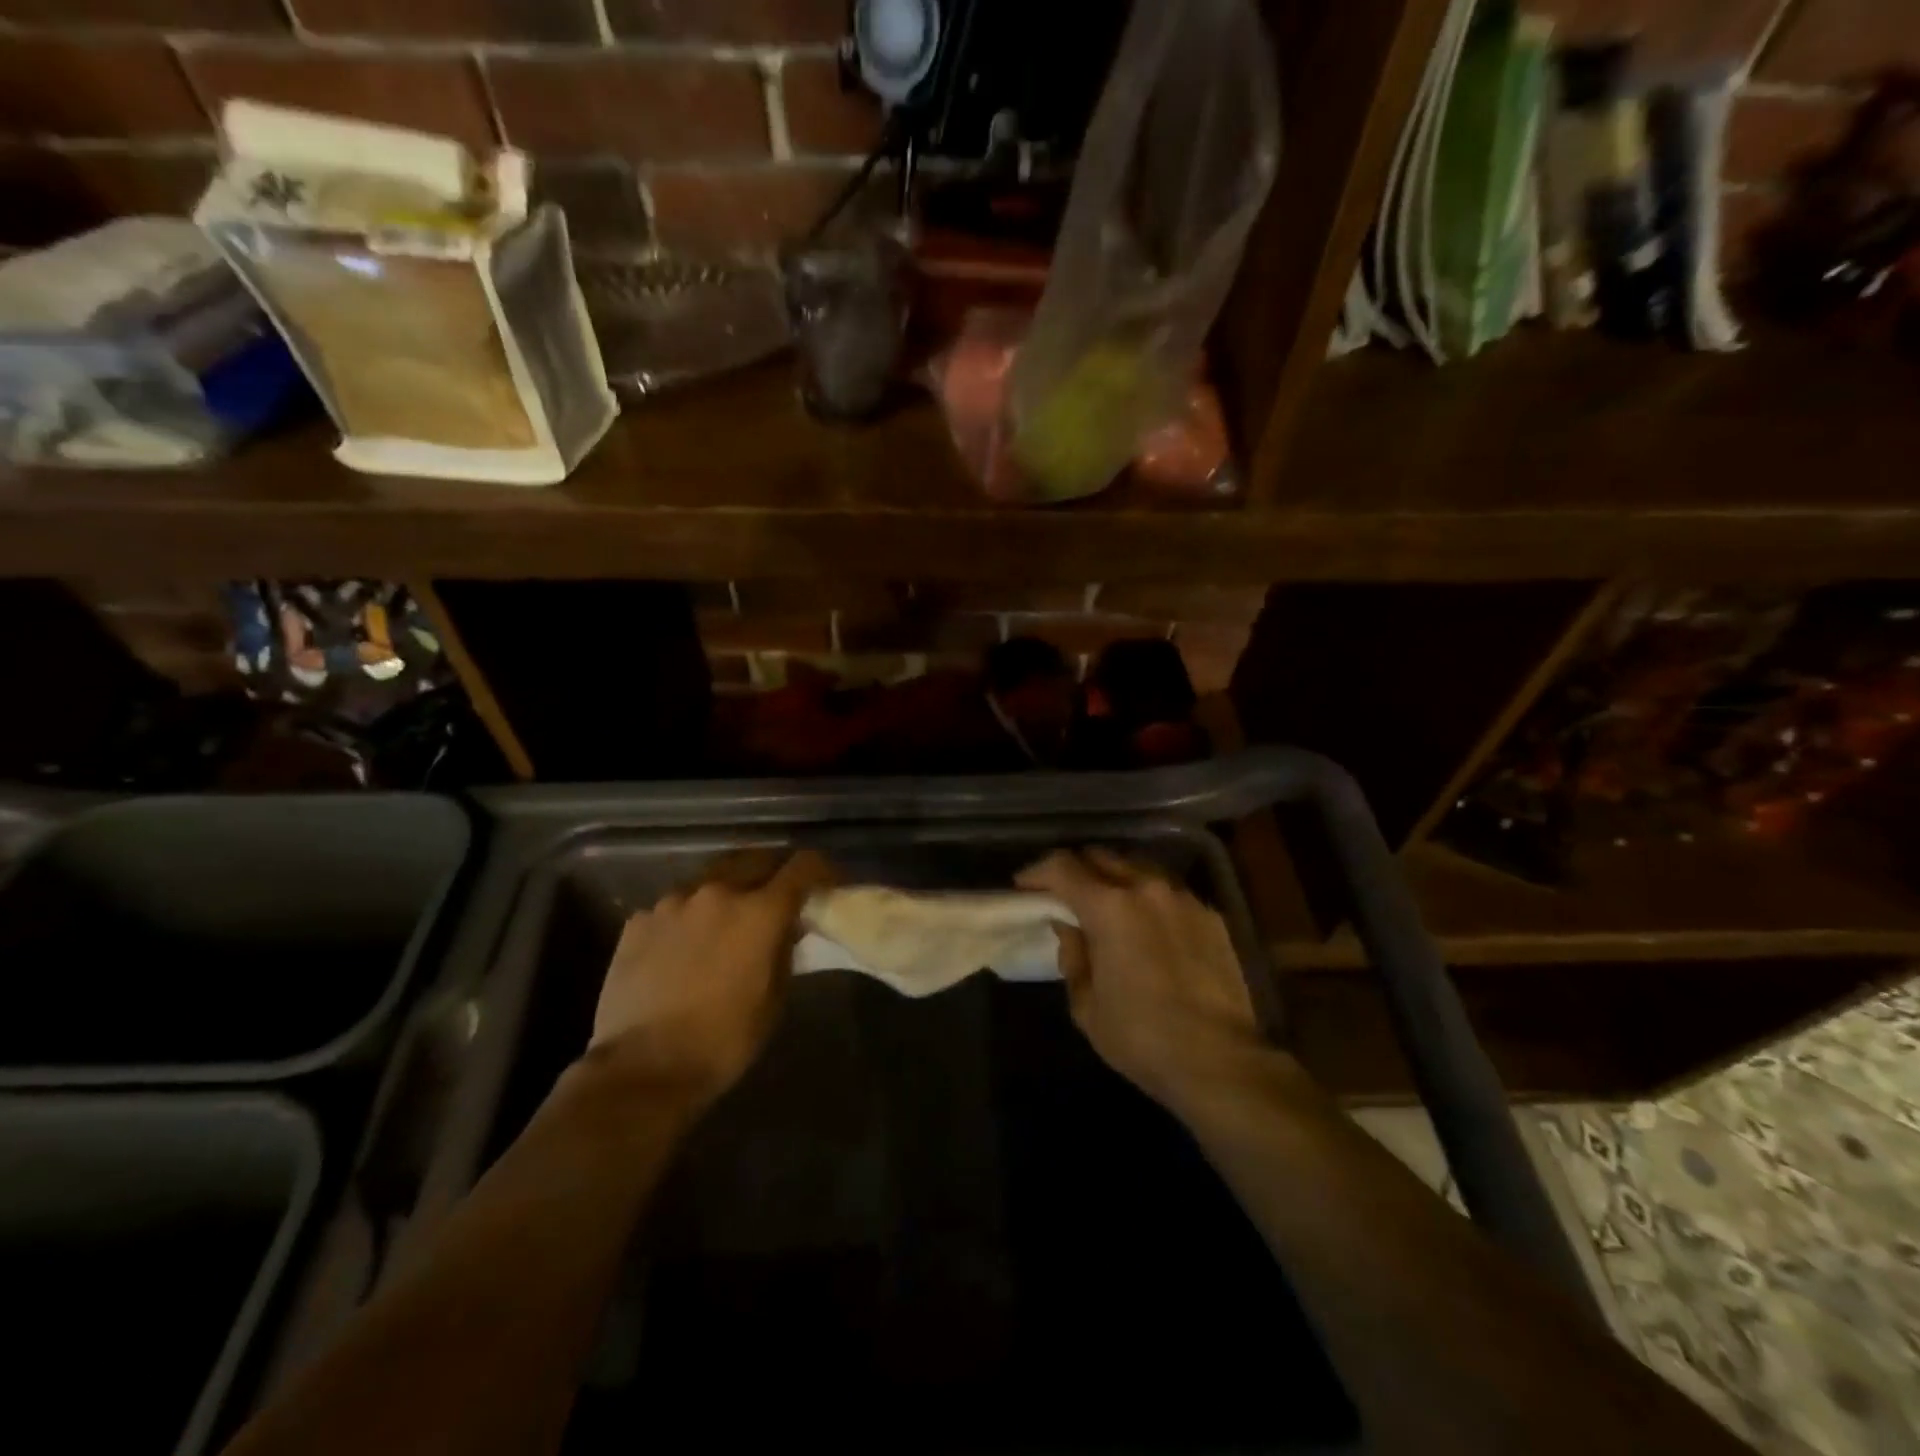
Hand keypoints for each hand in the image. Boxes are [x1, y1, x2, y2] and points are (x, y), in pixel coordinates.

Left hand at [588, 850, 832, 1107]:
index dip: (821, 870)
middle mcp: (717, 893)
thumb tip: (787, 927)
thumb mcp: (773, 998)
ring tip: (728, 921)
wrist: (641, 1069)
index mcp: (759, 912)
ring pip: (712, 878)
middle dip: (774, 871)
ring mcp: (672, 902)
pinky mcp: (639, 920)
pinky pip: (676, 905)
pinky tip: (685, 946)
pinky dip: (690, 916)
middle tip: (779, 896)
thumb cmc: (722, 1041)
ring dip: (728, 891)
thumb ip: (784, 950)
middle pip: (756, 858)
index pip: (803, 866)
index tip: (828, 883)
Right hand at [1018, 848, 1264, 1112]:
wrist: (1220, 1061)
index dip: (1037, 872)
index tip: (1024, 887)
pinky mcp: (1210, 916)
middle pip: (1101, 857)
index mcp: (1109, 907)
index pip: (1063, 867)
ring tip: (1106, 906)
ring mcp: (1183, 899)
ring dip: (1115, 879)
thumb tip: (1070, 929)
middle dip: (1076, 870)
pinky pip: (1169, 892)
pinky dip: (1148, 899)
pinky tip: (1147, 927)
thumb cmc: (1141, 1037)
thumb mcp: (1086, 1004)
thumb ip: (1073, 956)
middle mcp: (1146, 888)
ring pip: (1139, 868)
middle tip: (1063, 895)